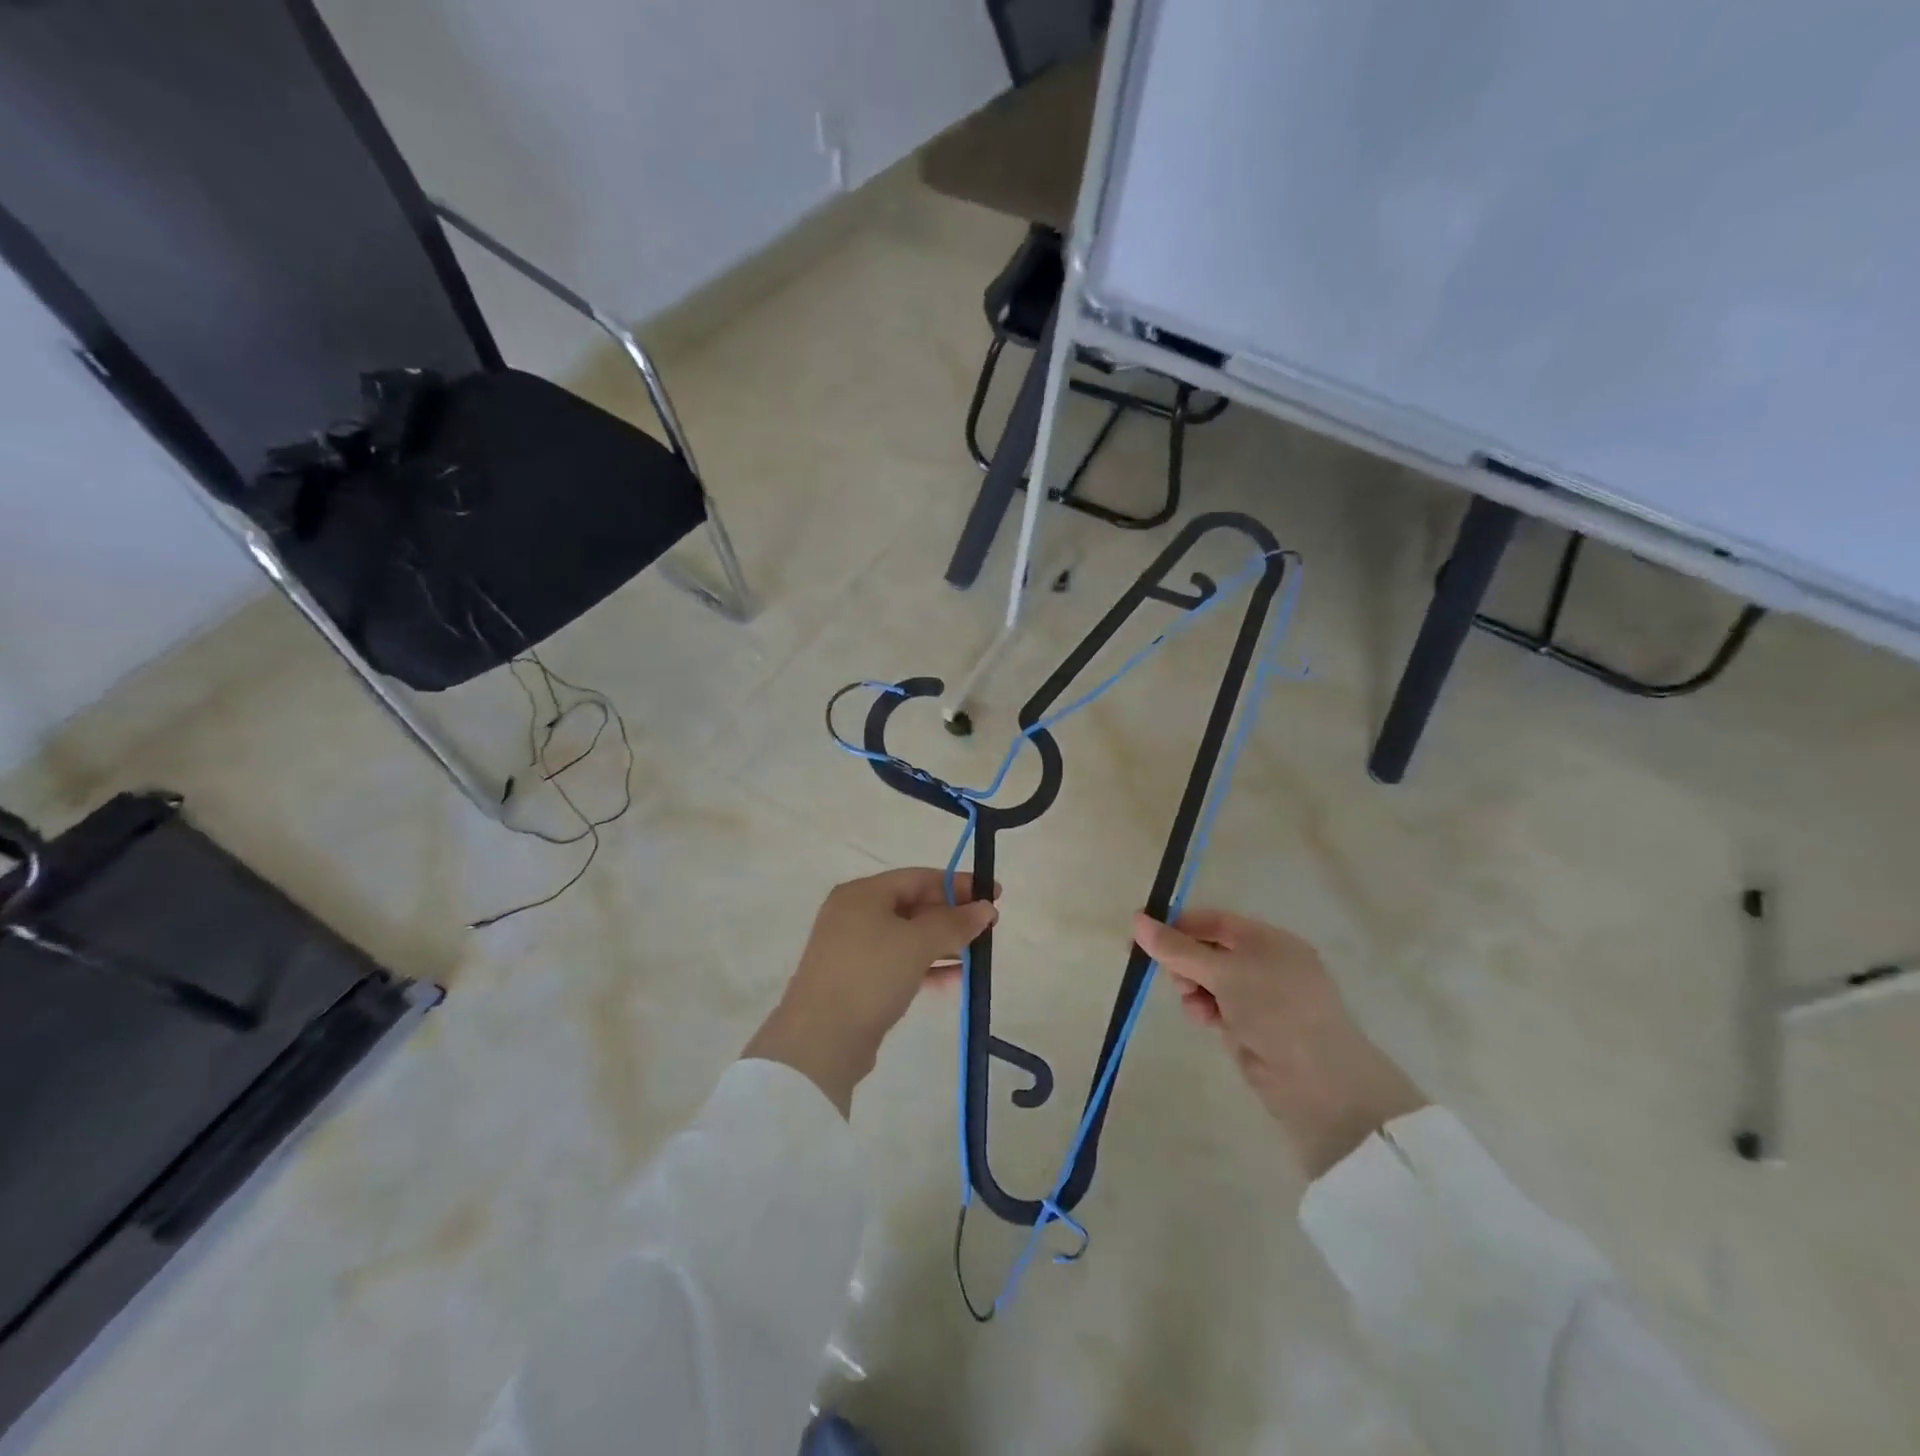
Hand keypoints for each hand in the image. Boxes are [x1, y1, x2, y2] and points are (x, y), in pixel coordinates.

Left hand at [744, 869, 997, 1114]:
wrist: (820, 1042)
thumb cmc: (869, 976)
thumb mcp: (917, 943)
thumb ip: (955, 923)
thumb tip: (986, 907)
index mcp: (862, 893)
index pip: (919, 877)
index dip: (958, 884)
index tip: (993, 894)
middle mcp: (854, 914)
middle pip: (913, 905)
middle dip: (952, 915)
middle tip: (988, 927)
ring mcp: (853, 949)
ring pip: (908, 937)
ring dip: (943, 943)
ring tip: (979, 954)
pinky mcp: (857, 981)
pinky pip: (900, 963)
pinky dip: (927, 967)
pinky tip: (957, 978)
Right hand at [1135, 907, 1425, 1179]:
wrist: (1320, 1084)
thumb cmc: (1275, 1010)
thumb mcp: (1223, 972)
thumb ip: (1177, 948)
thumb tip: (1136, 919)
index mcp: (1268, 939)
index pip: (1213, 921)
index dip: (1177, 925)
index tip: (1142, 935)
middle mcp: (1266, 963)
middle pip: (1208, 950)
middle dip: (1184, 962)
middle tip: (1175, 980)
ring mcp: (1262, 997)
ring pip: (1209, 980)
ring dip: (1192, 988)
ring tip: (1193, 1005)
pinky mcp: (1255, 1027)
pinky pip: (1218, 1006)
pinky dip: (1205, 1009)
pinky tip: (1202, 1020)